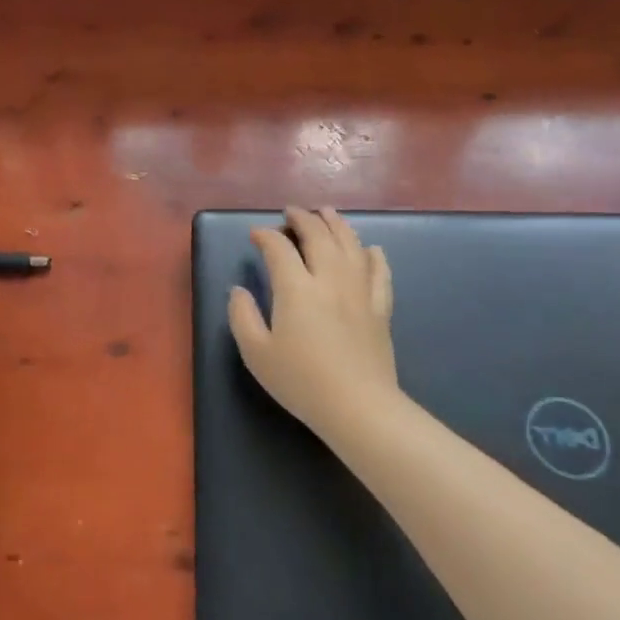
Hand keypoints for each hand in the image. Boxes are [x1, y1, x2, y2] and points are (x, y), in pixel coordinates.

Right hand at [228, 206, 398, 441]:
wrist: (358, 407)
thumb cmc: (301, 381)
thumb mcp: (256, 353)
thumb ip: (242, 316)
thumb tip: (239, 290)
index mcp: (296, 288)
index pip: (279, 248)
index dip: (266, 236)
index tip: (256, 235)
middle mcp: (329, 279)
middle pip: (319, 235)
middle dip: (303, 218)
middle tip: (292, 212)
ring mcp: (359, 291)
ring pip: (351, 245)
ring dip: (337, 224)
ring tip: (327, 213)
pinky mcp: (380, 308)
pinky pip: (379, 272)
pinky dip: (374, 256)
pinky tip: (371, 249)